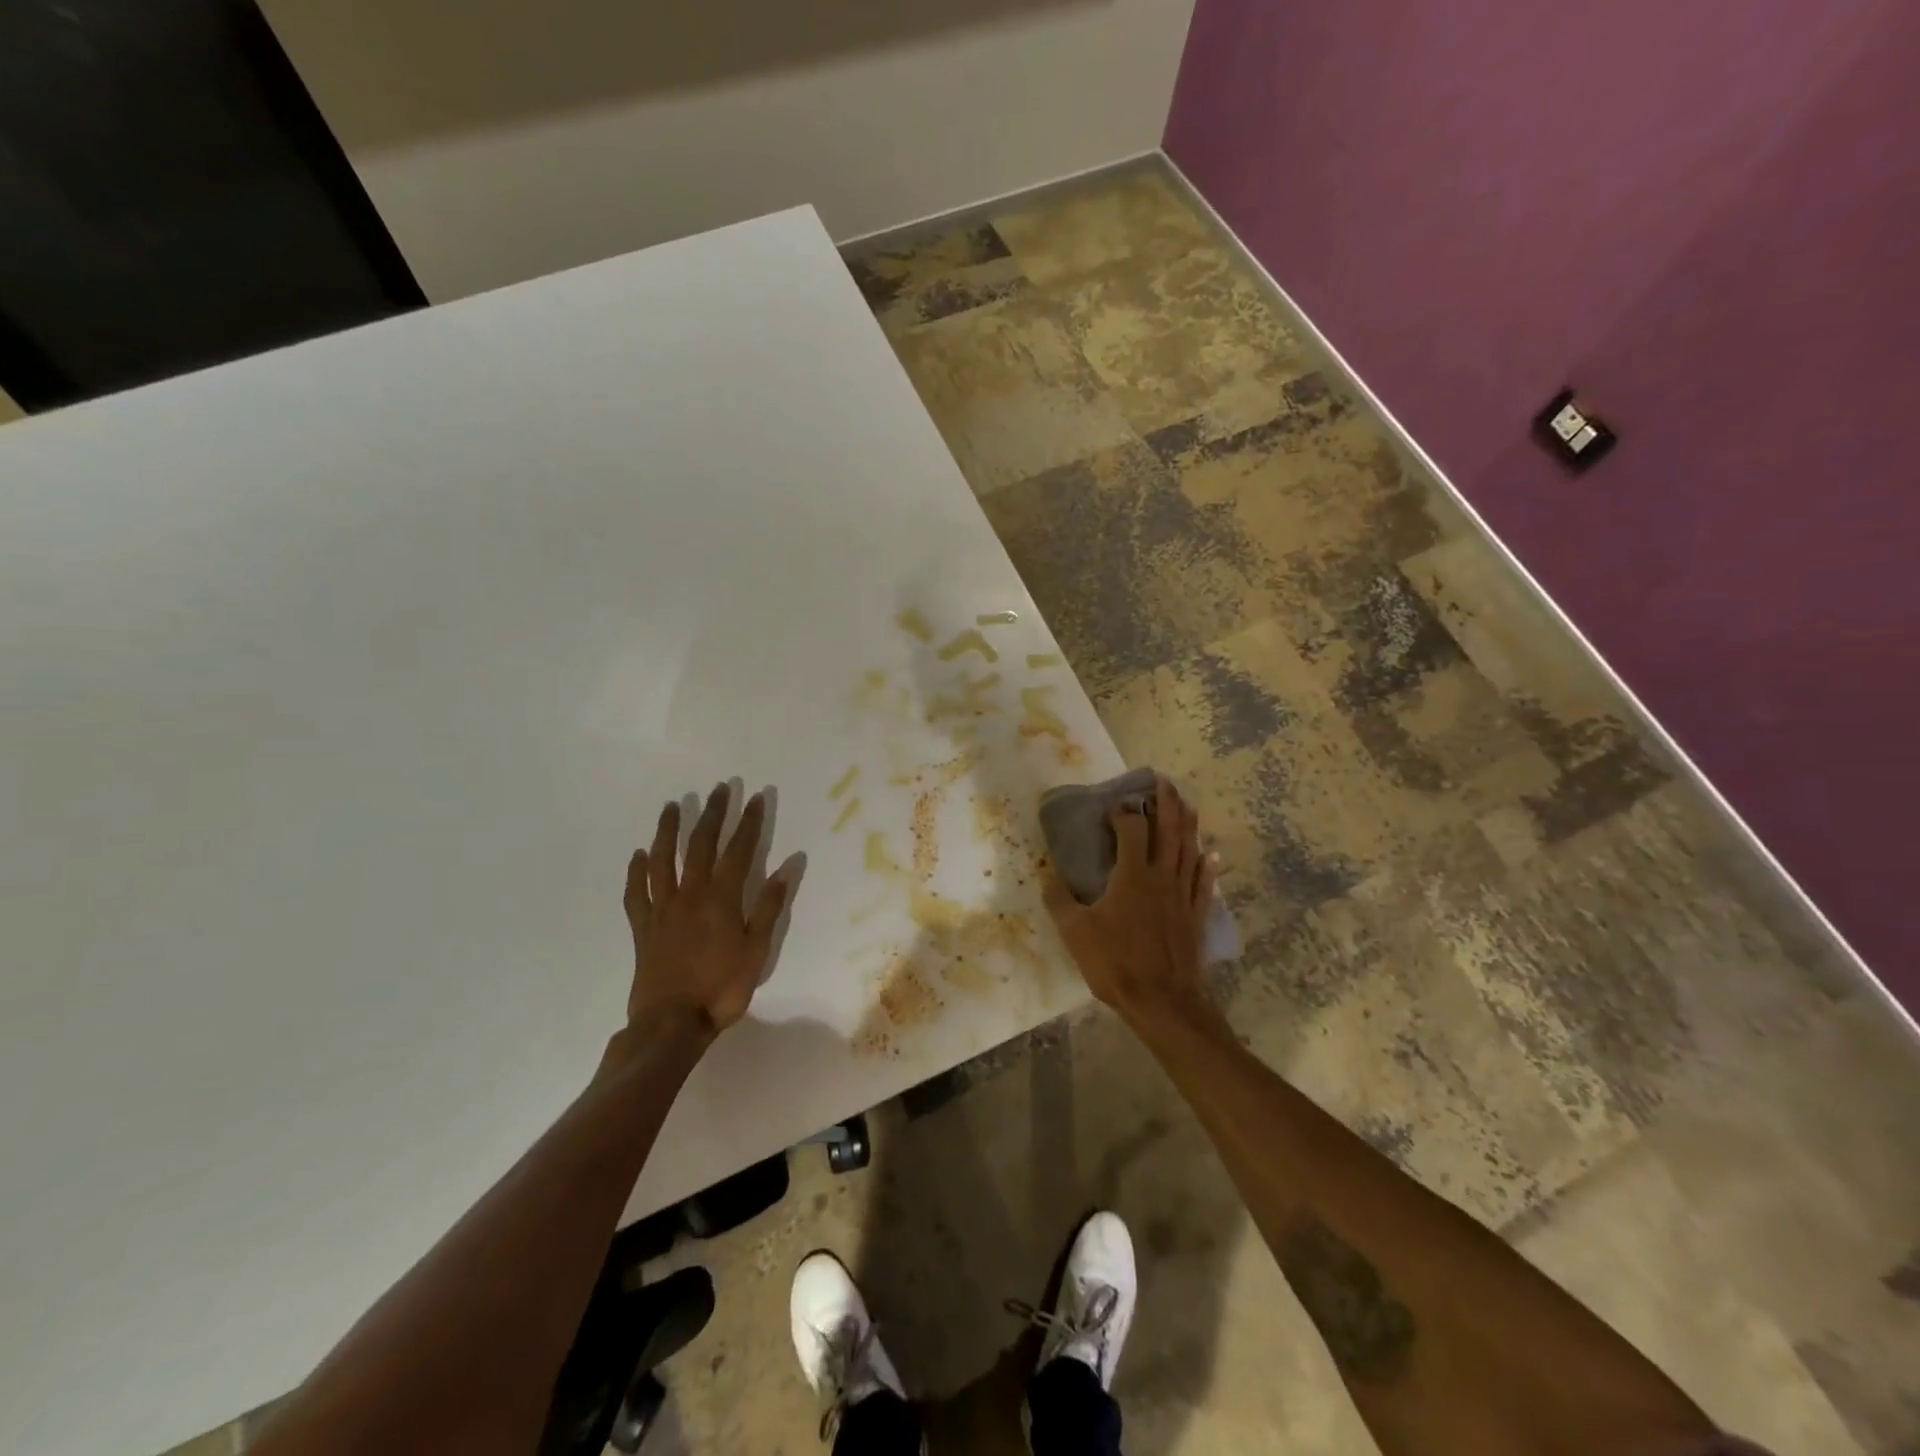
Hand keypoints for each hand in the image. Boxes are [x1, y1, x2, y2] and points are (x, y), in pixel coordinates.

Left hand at [622, 781, 795, 1041]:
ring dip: (667, 831)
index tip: (755, 798)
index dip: (748, 823)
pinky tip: (637, 856)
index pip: (738, 851)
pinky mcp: (642, 927)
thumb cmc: (721, 989)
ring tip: (672, 806)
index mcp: (721, 899)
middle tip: (719, 789)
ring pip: (662, 860)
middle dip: (711, 815)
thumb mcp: (757, 950)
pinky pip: (636, 893)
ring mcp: (662, 909)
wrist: (670, 1024)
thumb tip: (788, 866)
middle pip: (700, 846)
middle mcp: (690, 895)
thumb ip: (769, 907)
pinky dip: (636, 872)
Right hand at [1042, 775, 1220, 1026]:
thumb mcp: (1075, 932)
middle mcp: (1162, 876)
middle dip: (1166, 802)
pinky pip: (1205, 882)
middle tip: (1163, 781)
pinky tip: (1211, 854)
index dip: (1123, 812)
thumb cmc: (1116, 963)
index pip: (1131, 829)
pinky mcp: (1197, 914)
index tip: (1112, 805)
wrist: (1163, 1001)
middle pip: (1170, 829)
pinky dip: (1208, 864)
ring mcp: (1184, 895)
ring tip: (1186, 803)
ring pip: (1190, 849)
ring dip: (1188, 823)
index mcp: (1133, 875)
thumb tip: (1048, 875)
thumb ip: (1059, 900)